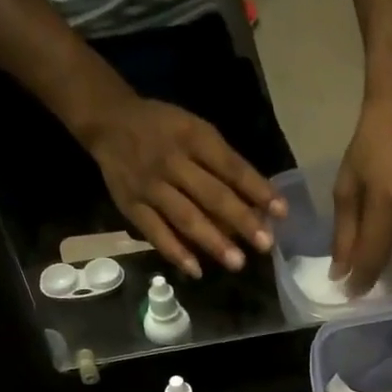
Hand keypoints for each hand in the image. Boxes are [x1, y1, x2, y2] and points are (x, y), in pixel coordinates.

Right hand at [84, 96, 284, 277]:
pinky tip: (196, 270)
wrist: (109, 121)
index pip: (232, 167)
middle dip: (241, 221)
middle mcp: (173, 161)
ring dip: (213, 241)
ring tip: (237, 262)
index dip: (258, 190)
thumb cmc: (163, 128)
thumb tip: (257, 201)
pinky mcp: (132, 206)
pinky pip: (156, 232)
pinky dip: (176, 252)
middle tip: (264, 245)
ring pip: (186, 217)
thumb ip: (222, 163)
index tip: (281, 212)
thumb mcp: (195, 131)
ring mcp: (151, 186)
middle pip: (212, 195)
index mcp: (194, 138)